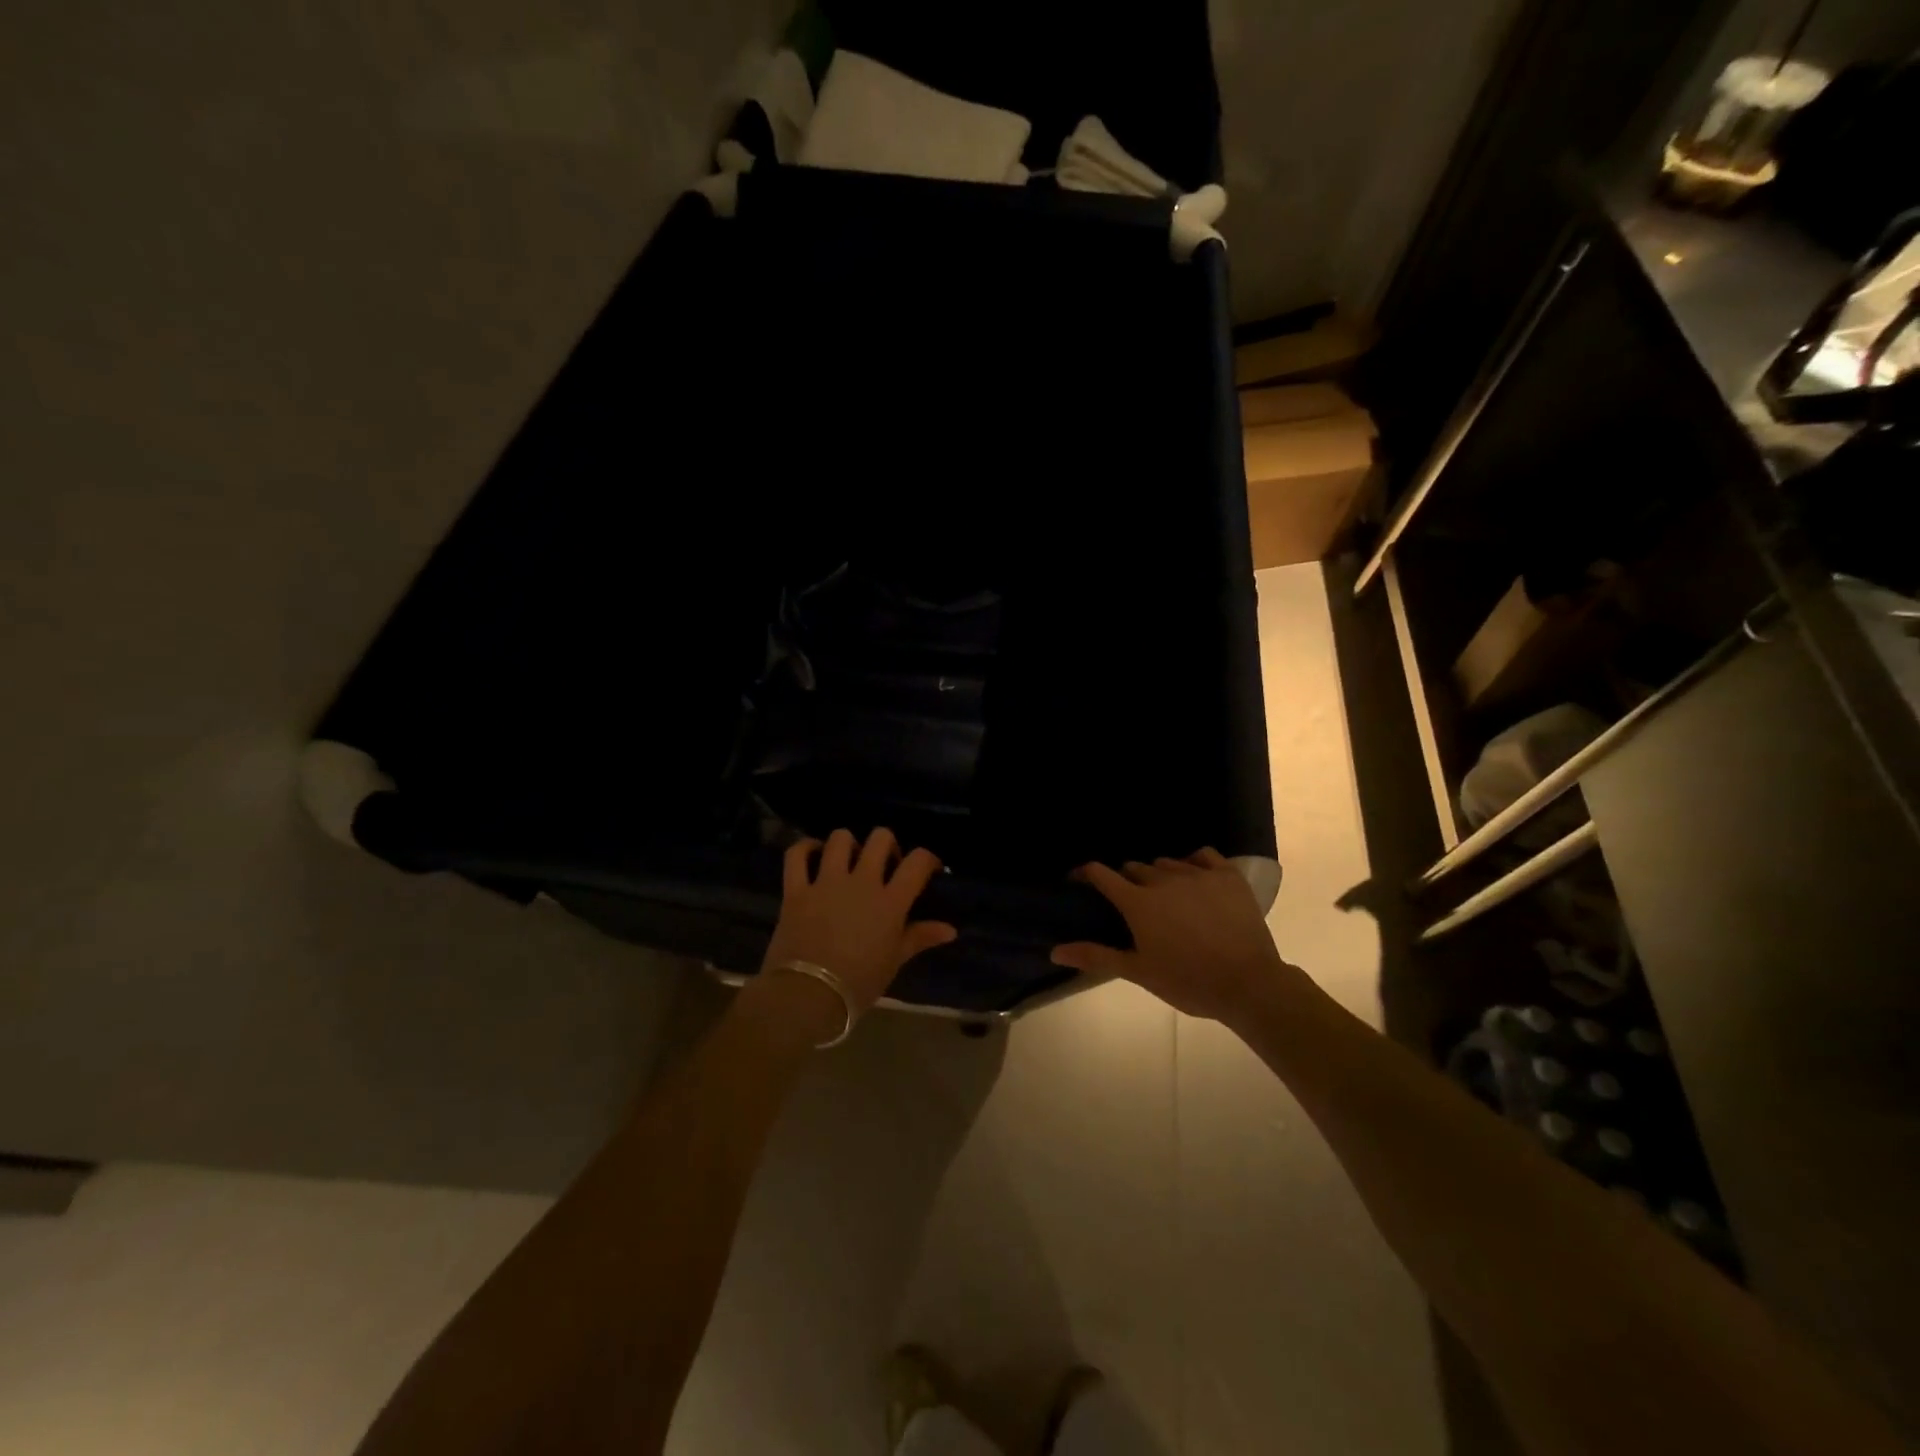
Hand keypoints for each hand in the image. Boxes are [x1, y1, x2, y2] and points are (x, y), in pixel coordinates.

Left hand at [763, 828, 957, 1016]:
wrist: (808, 995)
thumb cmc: (859, 983)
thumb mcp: (894, 961)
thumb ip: (920, 937)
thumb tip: (950, 929)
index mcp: (890, 901)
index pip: (917, 862)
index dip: (927, 858)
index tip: (927, 868)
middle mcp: (861, 882)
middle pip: (880, 839)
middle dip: (886, 844)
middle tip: (884, 863)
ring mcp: (826, 882)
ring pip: (840, 839)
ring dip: (847, 843)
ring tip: (848, 859)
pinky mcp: (796, 889)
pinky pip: (797, 855)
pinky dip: (804, 848)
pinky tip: (812, 853)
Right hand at [1050, 848, 1296, 1021]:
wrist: (1248, 984)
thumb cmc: (1188, 982)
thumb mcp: (1139, 972)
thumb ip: (1096, 956)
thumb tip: (1055, 951)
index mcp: (1138, 902)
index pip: (1102, 875)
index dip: (1086, 874)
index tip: (1079, 880)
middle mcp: (1163, 880)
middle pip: (1135, 868)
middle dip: (1128, 881)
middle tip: (1134, 905)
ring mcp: (1198, 874)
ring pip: (1167, 863)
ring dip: (1159, 875)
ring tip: (1167, 897)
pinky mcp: (1227, 876)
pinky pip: (1203, 856)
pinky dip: (1194, 863)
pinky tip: (1196, 878)